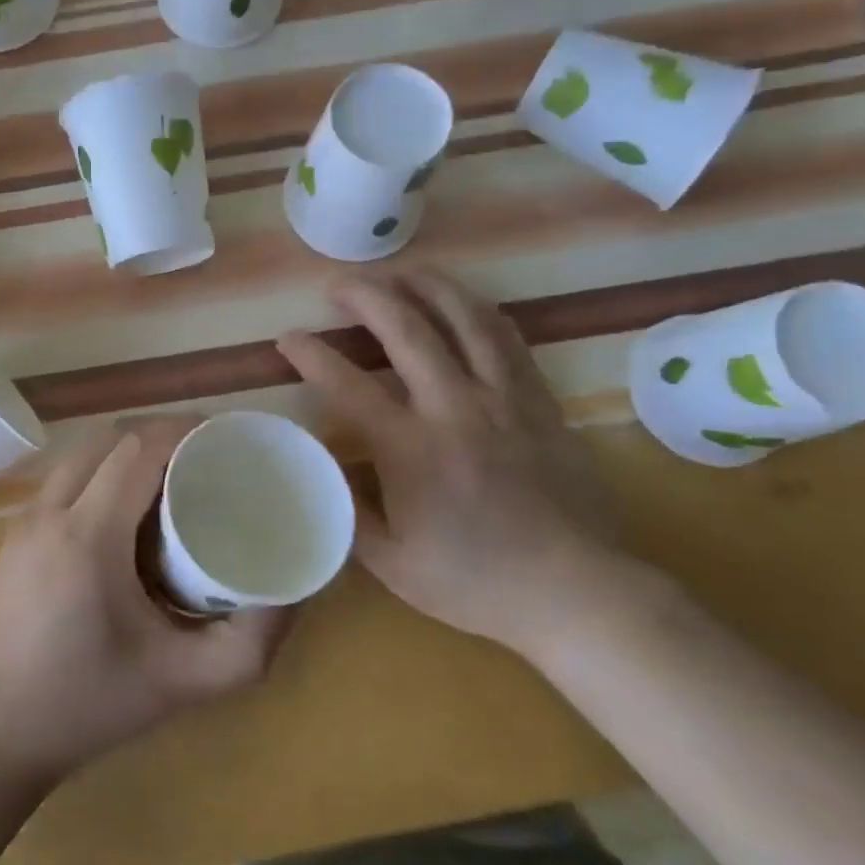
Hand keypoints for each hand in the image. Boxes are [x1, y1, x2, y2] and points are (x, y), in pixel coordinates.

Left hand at [0, 415, 294, 782]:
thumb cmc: (90, 704)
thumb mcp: (183, 682)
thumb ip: (250, 642)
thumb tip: (296, 591)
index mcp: (89, 535)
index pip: (140, 449)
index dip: (185, 432)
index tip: (225, 442)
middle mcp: (51, 510)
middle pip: (113, 440)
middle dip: (163, 438)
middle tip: (207, 463)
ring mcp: (26, 516)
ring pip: (85, 452)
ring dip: (130, 452)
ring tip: (172, 483)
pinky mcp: (16, 530)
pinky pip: (67, 475)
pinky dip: (102, 471)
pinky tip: (127, 512)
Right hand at [277, 271, 625, 654]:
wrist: (576, 591)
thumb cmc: (475, 582)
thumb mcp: (392, 563)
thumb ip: (349, 510)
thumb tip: (324, 469)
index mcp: (411, 450)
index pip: (347, 385)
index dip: (311, 354)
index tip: (288, 337)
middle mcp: (455, 408)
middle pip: (406, 329)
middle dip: (365, 296)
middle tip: (338, 284)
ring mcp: (504, 399)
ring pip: (464, 318)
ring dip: (426, 286)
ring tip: (400, 272)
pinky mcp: (539, 401)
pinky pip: (507, 338)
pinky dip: (478, 310)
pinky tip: (462, 302)